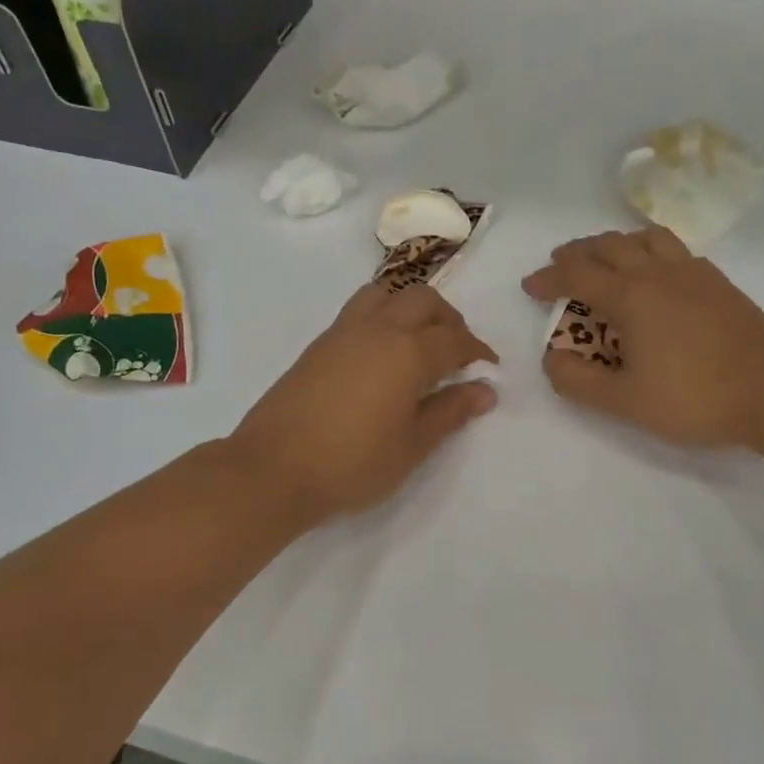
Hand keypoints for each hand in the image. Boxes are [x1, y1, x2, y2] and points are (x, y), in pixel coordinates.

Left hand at [230, 283, 498, 524]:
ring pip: (387, 294)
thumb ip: (450, 412)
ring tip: (419, 342)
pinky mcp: (319, 344)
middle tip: (457, 352)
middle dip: (449, 319)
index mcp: (407, 352)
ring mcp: (343, 332)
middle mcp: (378, 329)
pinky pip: (360, 310)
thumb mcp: (412, 446)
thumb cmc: (352, 463)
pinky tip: (382, 355)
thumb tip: (485, 391)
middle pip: (423, 300)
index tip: (489, 368)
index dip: (478, 351)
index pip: (455, 340)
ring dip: (412, 308)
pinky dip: (383, 316)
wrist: (273, 469)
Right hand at [522, 228, 763, 451]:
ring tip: (605, 257)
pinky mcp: (719, 282)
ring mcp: (693, 273)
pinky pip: (674, 248)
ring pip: (645, 237)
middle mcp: (658, 273)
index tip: (530, 286)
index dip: (548, 278)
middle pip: (608, 245)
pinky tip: (654, 273)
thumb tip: (551, 359)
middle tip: (560, 265)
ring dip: (615, 242)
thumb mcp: (625, 402)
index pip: (577, 275)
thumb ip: (579, 382)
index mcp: (631, 297)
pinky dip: (649, 249)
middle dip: (577, 252)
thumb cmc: (695, 399)